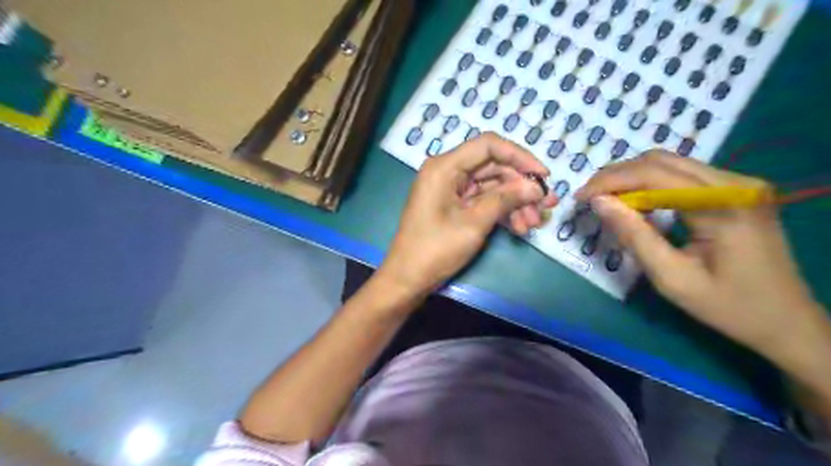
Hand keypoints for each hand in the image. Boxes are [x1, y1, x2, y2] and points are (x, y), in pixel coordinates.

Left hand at [380, 131, 556, 297]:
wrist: (408, 279)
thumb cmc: (435, 249)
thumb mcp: (474, 223)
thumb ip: (505, 200)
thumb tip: (536, 187)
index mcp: (445, 167)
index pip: (489, 146)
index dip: (520, 156)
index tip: (543, 176)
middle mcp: (448, 172)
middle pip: (494, 167)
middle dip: (521, 187)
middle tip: (546, 206)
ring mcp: (451, 190)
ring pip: (492, 186)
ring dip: (515, 202)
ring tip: (534, 223)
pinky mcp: (455, 206)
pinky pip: (484, 201)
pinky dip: (502, 211)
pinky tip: (520, 227)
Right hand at [579, 152, 830, 363]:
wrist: (787, 321)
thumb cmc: (728, 307)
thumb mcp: (671, 277)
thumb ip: (634, 236)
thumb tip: (598, 202)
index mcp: (724, 205)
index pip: (654, 174)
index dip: (610, 181)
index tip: (580, 198)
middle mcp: (736, 183)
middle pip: (661, 160)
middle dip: (617, 175)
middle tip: (589, 198)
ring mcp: (739, 183)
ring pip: (670, 163)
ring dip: (632, 178)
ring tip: (607, 201)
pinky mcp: (736, 190)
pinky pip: (682, 176)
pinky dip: (651, 185)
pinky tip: (638, 204)